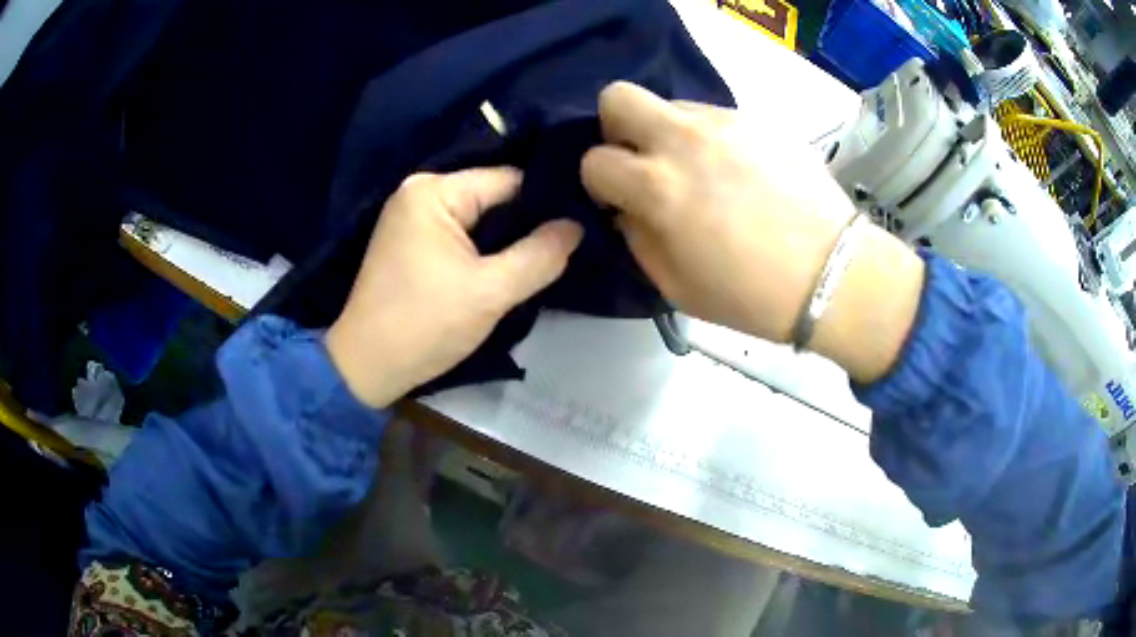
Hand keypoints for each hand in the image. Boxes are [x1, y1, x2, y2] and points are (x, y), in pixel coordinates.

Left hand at [326, 168, 582, 407]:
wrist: (366, 368)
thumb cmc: (424, 325)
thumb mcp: (490, 292)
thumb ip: (539, 255)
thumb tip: (576, 226)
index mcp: (433, 191)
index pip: (508, 181)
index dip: (546, 202)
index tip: (581, 222)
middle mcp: (420, 191)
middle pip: (492, 196)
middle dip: (527, 222)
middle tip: (568, 245)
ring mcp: (412, 216)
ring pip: (479, 217)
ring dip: (507, 238)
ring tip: (546, 256)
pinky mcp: (411, 241)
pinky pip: (461, 233)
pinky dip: (484, 248)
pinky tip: (510, 265)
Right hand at [581, 82, 923, 381]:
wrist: (831, 275)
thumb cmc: (750, 295)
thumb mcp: (674, 286)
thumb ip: (637, 238)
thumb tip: (628, 208)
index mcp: (657, 187)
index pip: (594, 159)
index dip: (600, 183)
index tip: (619, 200)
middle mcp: (683, 140)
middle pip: (618, 96)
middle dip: (617, 126)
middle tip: (642, 160)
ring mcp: (725, 124)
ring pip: (671, 105)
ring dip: (669, 134)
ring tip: (702, 170)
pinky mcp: (759, 122)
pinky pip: (715, 118)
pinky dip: (711, 138)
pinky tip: (738, 171)